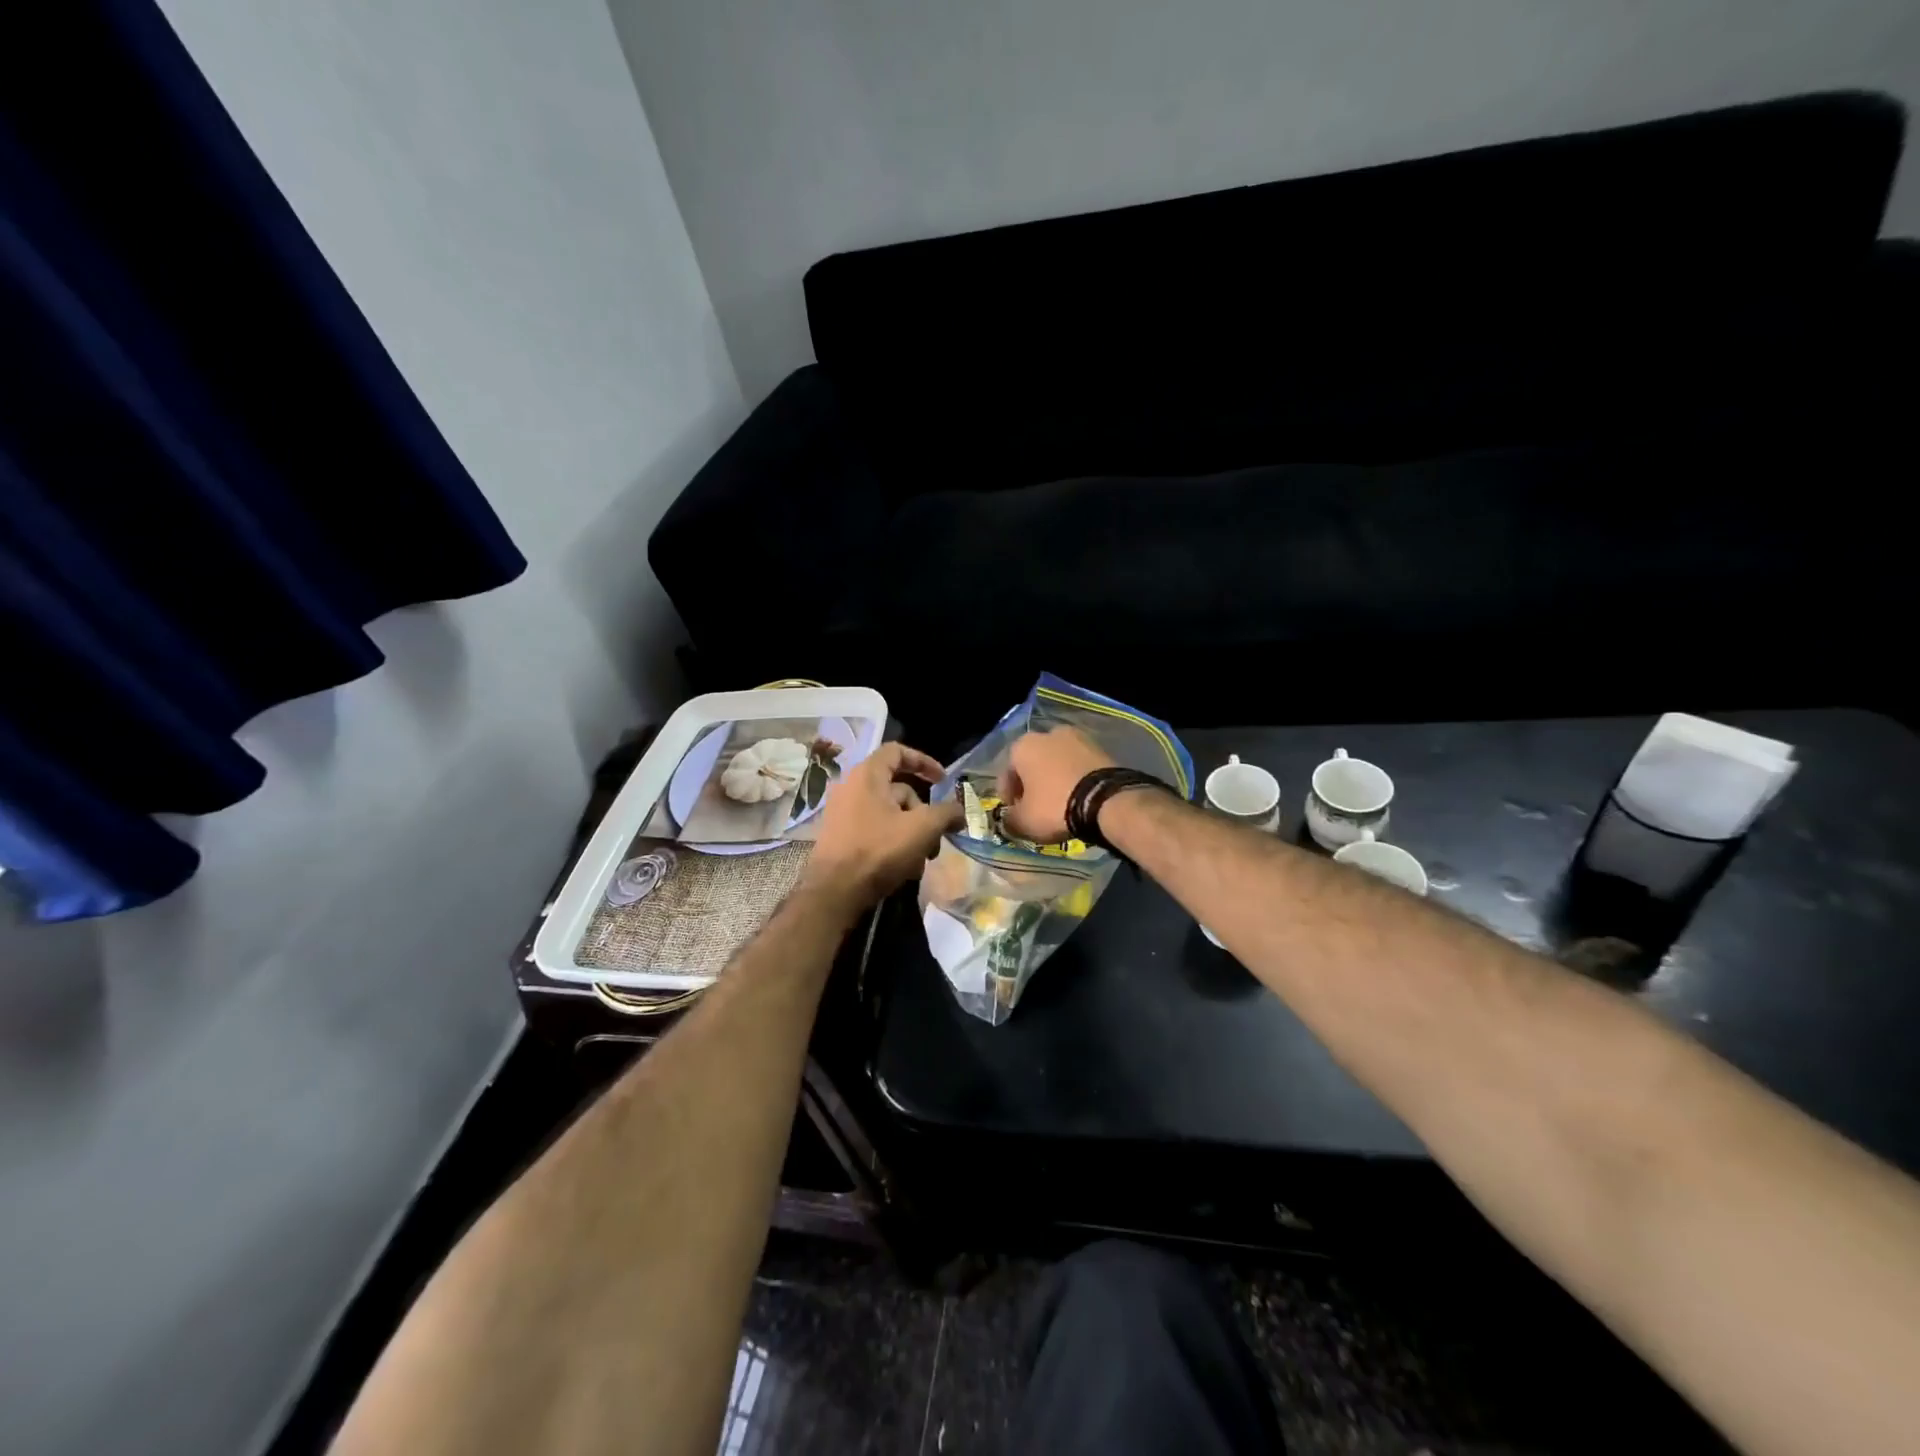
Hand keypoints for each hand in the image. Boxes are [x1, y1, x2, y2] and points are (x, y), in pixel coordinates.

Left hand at [805, 742, 963, 907]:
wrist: (835, 891)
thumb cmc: (879, 850)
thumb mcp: (922, 828)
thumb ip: (946, 813)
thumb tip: (959, 812)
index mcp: (867, 775)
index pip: (897, 751)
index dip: (924, 761)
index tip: (943, 781)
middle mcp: (852, 788)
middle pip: (899, 789)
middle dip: (924, 814)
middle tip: (936, 837)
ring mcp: (844, 814)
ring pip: (890, 814)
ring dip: (913, 834)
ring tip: (922, 861)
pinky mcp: (842, 837)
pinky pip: (876, 831)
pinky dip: (895, 843)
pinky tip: (906, 869)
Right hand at [998, 727, 1116, 841]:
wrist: (1107, 800)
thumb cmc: (1055, 807)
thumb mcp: (1024, 821)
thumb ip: (1009, 820)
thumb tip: (1009, 820)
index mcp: (1023, 746)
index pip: (1007, 773)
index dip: (1008, 797)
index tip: (1014, 814)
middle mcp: (1048, 733)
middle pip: (1033, 764)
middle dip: (1033, 784)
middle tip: (1037, 808)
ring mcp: (1078, 737)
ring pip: (1058, 762)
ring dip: (1055, 779)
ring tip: (1061, 804)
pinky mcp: (1101, 747)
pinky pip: (1079, 765)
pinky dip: (1076, 778)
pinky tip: (1080, 797)